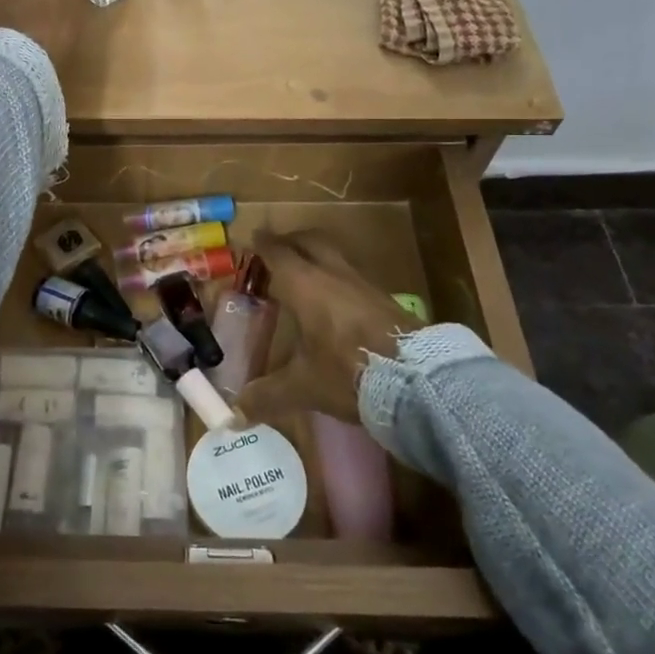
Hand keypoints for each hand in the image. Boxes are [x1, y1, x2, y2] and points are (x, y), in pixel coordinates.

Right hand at [234, 230, 414, 426]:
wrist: (419, 378)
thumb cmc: (348, 371)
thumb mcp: (303, 386)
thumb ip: (268, 395)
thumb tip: (236, 415)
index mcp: (304, 284)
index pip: (278, 253)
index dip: (263, 244)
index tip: (252, 238)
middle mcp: (333, 274)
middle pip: (309, 241)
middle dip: (291, 241)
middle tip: (277, 250)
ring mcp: (363, 284)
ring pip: (335, 257)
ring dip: (317, 258)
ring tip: (305, 276)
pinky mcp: (386, 299)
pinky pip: (353, 277)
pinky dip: (337, 279)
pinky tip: (336, 302)